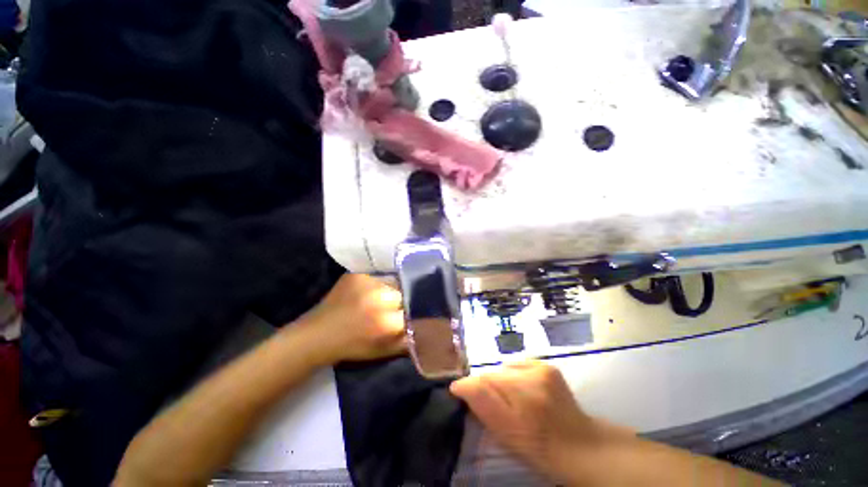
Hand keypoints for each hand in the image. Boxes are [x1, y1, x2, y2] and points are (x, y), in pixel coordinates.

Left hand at [301, 273, 405, 363]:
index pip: (415, 310)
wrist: (319, 335)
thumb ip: (409, 341)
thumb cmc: (354, 347)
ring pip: (393, 282)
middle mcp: (381, 299)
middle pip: (406, 293)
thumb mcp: (385, 351)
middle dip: (403, 301)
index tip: (410, 314)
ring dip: (392, 290)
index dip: (414, 312)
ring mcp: (368, 283)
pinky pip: (378, 276)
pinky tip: (369, 293)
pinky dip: (378, 284)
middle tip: (394, 307)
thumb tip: (427, 328)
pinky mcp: (357, 275)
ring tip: (381, 299)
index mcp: (388, 322)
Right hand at [450, 362, 631, 483]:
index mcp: (519, 396)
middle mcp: (530, 376)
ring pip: (505, 368)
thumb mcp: (505, 433)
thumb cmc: (538, 447)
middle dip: (489, 386)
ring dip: (503, 380)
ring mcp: (542, 368)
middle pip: (494, 373)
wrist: (579, 445)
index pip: (482, 380)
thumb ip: (482, 404)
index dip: (472, 388)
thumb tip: (458, 384)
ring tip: (514, 399)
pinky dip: (516, 374)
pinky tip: (525, 390)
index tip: (464, 396)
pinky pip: (520, 364)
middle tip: (498, 406)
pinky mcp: (548, 366)